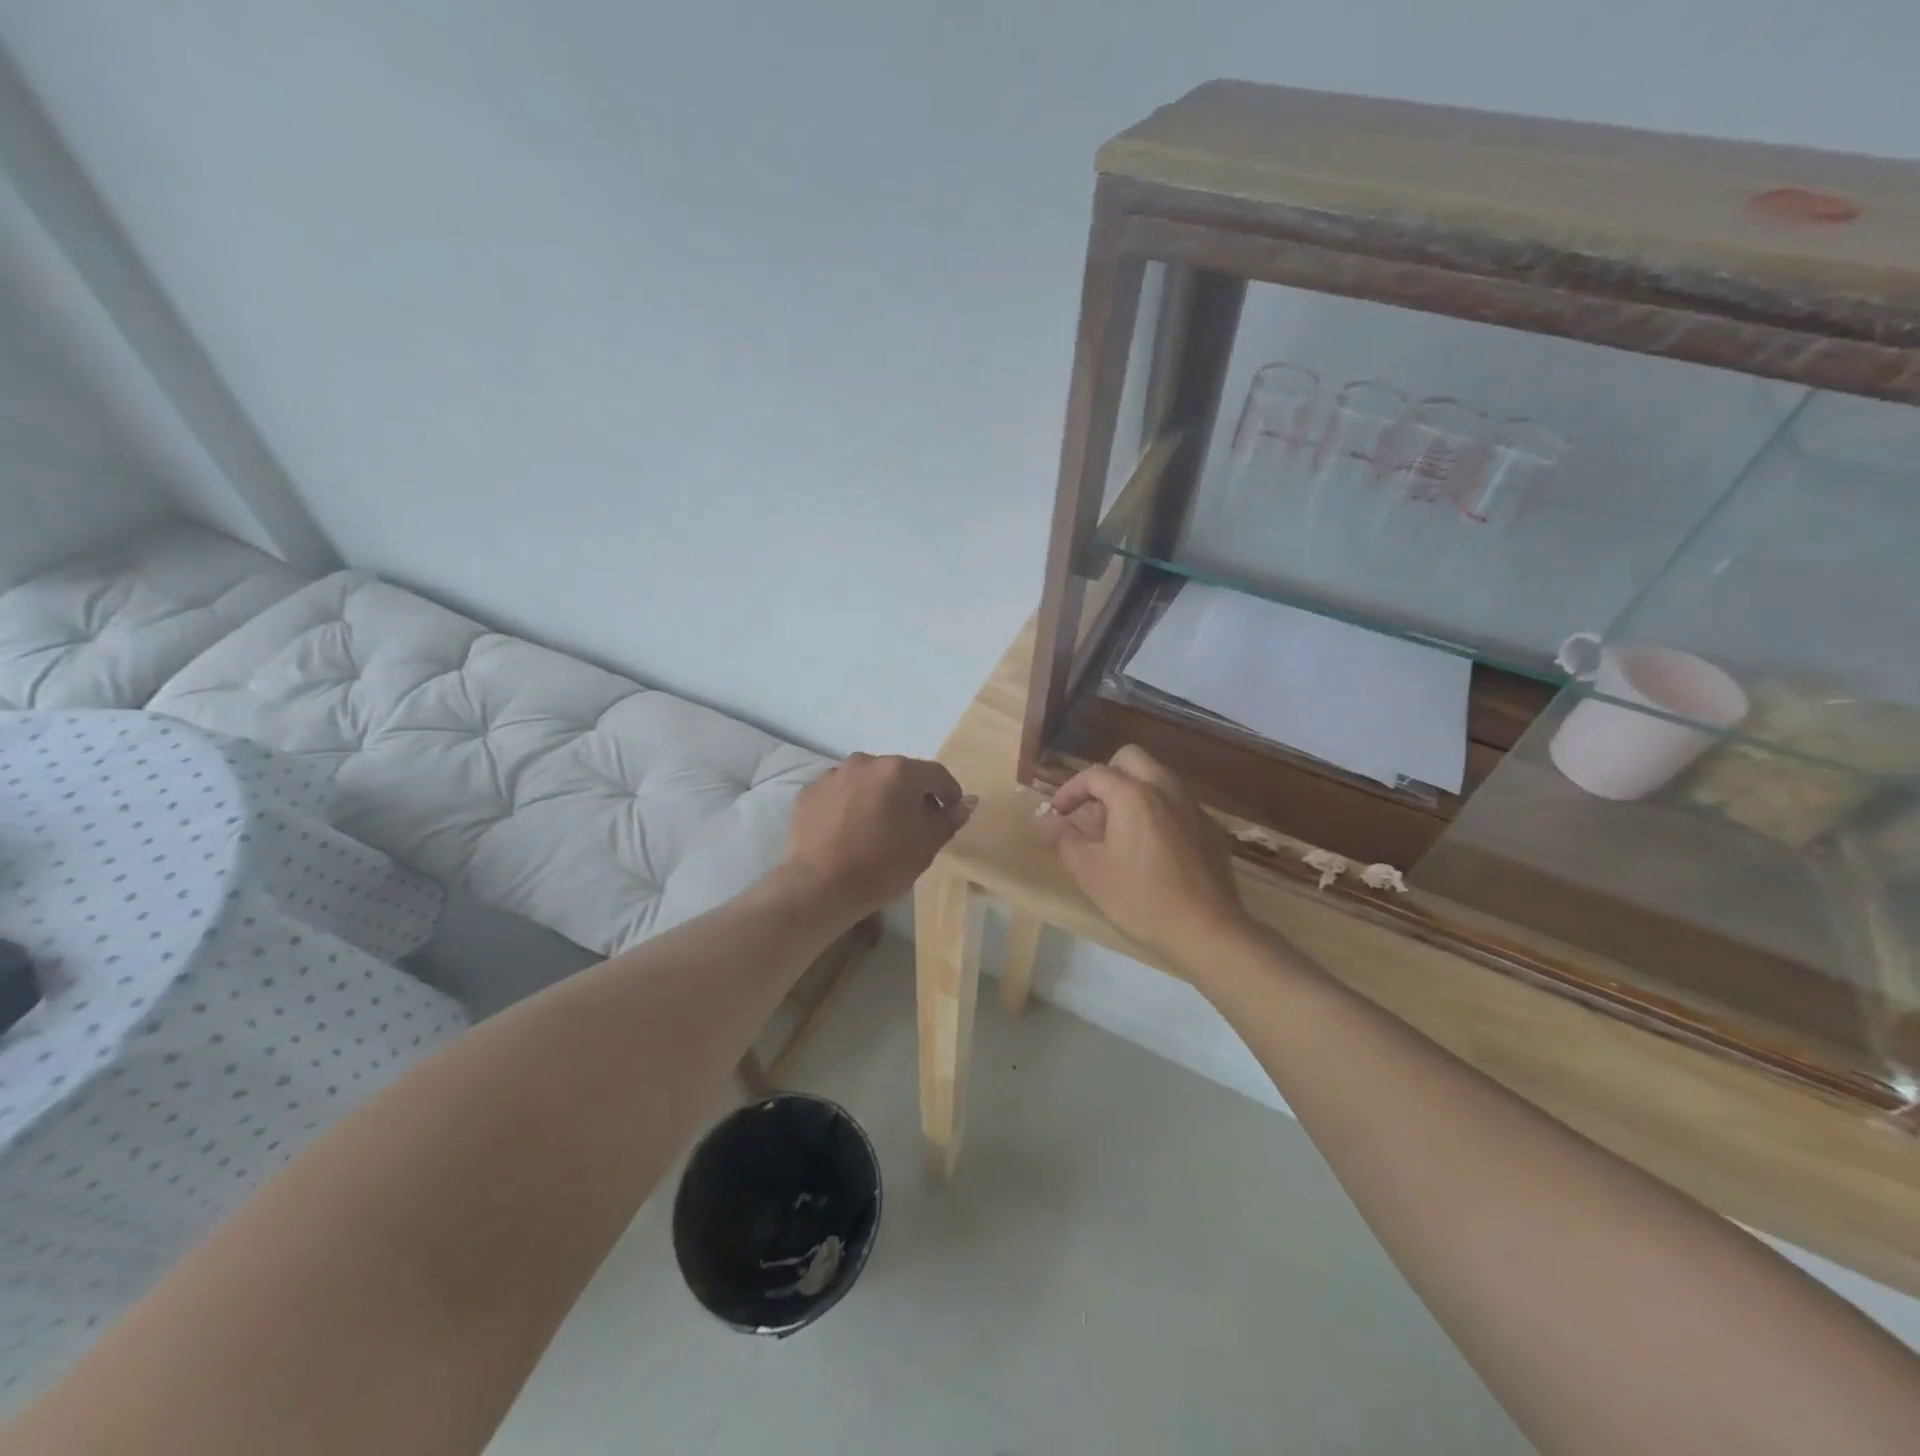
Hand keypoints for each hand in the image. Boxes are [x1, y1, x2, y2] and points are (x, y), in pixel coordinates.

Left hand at [782, 753, 974, 918]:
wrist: (819, 887)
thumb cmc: (882, 865)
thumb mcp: (927, 845)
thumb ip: (950, 819)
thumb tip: (968, 801)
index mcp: (900, 771)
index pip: (936, 774)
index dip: (949, 793)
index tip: (950, 814)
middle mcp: (866, 762)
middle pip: (899, 774)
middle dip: (911, 794)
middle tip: (914, 824)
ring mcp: (834, 774)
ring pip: (867, 781)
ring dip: (878, 797)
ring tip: (877, 828)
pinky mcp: (810, 791)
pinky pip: (840, 793)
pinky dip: (849, 805)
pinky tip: (848, 831)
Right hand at [1039, 745, 1252, 967]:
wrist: (1207, 931)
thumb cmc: (1141, 899)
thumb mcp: (1090, 872)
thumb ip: (1064, 838)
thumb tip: (1046, 818)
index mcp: (1134, 795)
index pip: (1094, 774)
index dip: (1069, 790)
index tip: (1058, 814)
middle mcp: (1166, 789)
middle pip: (1130, 760)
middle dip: (1106, 778)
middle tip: (1094, 813)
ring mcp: (1193, 807)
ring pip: (1157, 778)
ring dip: (1133, 792)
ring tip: (1120, 833)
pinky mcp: (1211, 828)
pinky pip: (1177, 804)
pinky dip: (1157, 812)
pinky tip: (1153, 850)